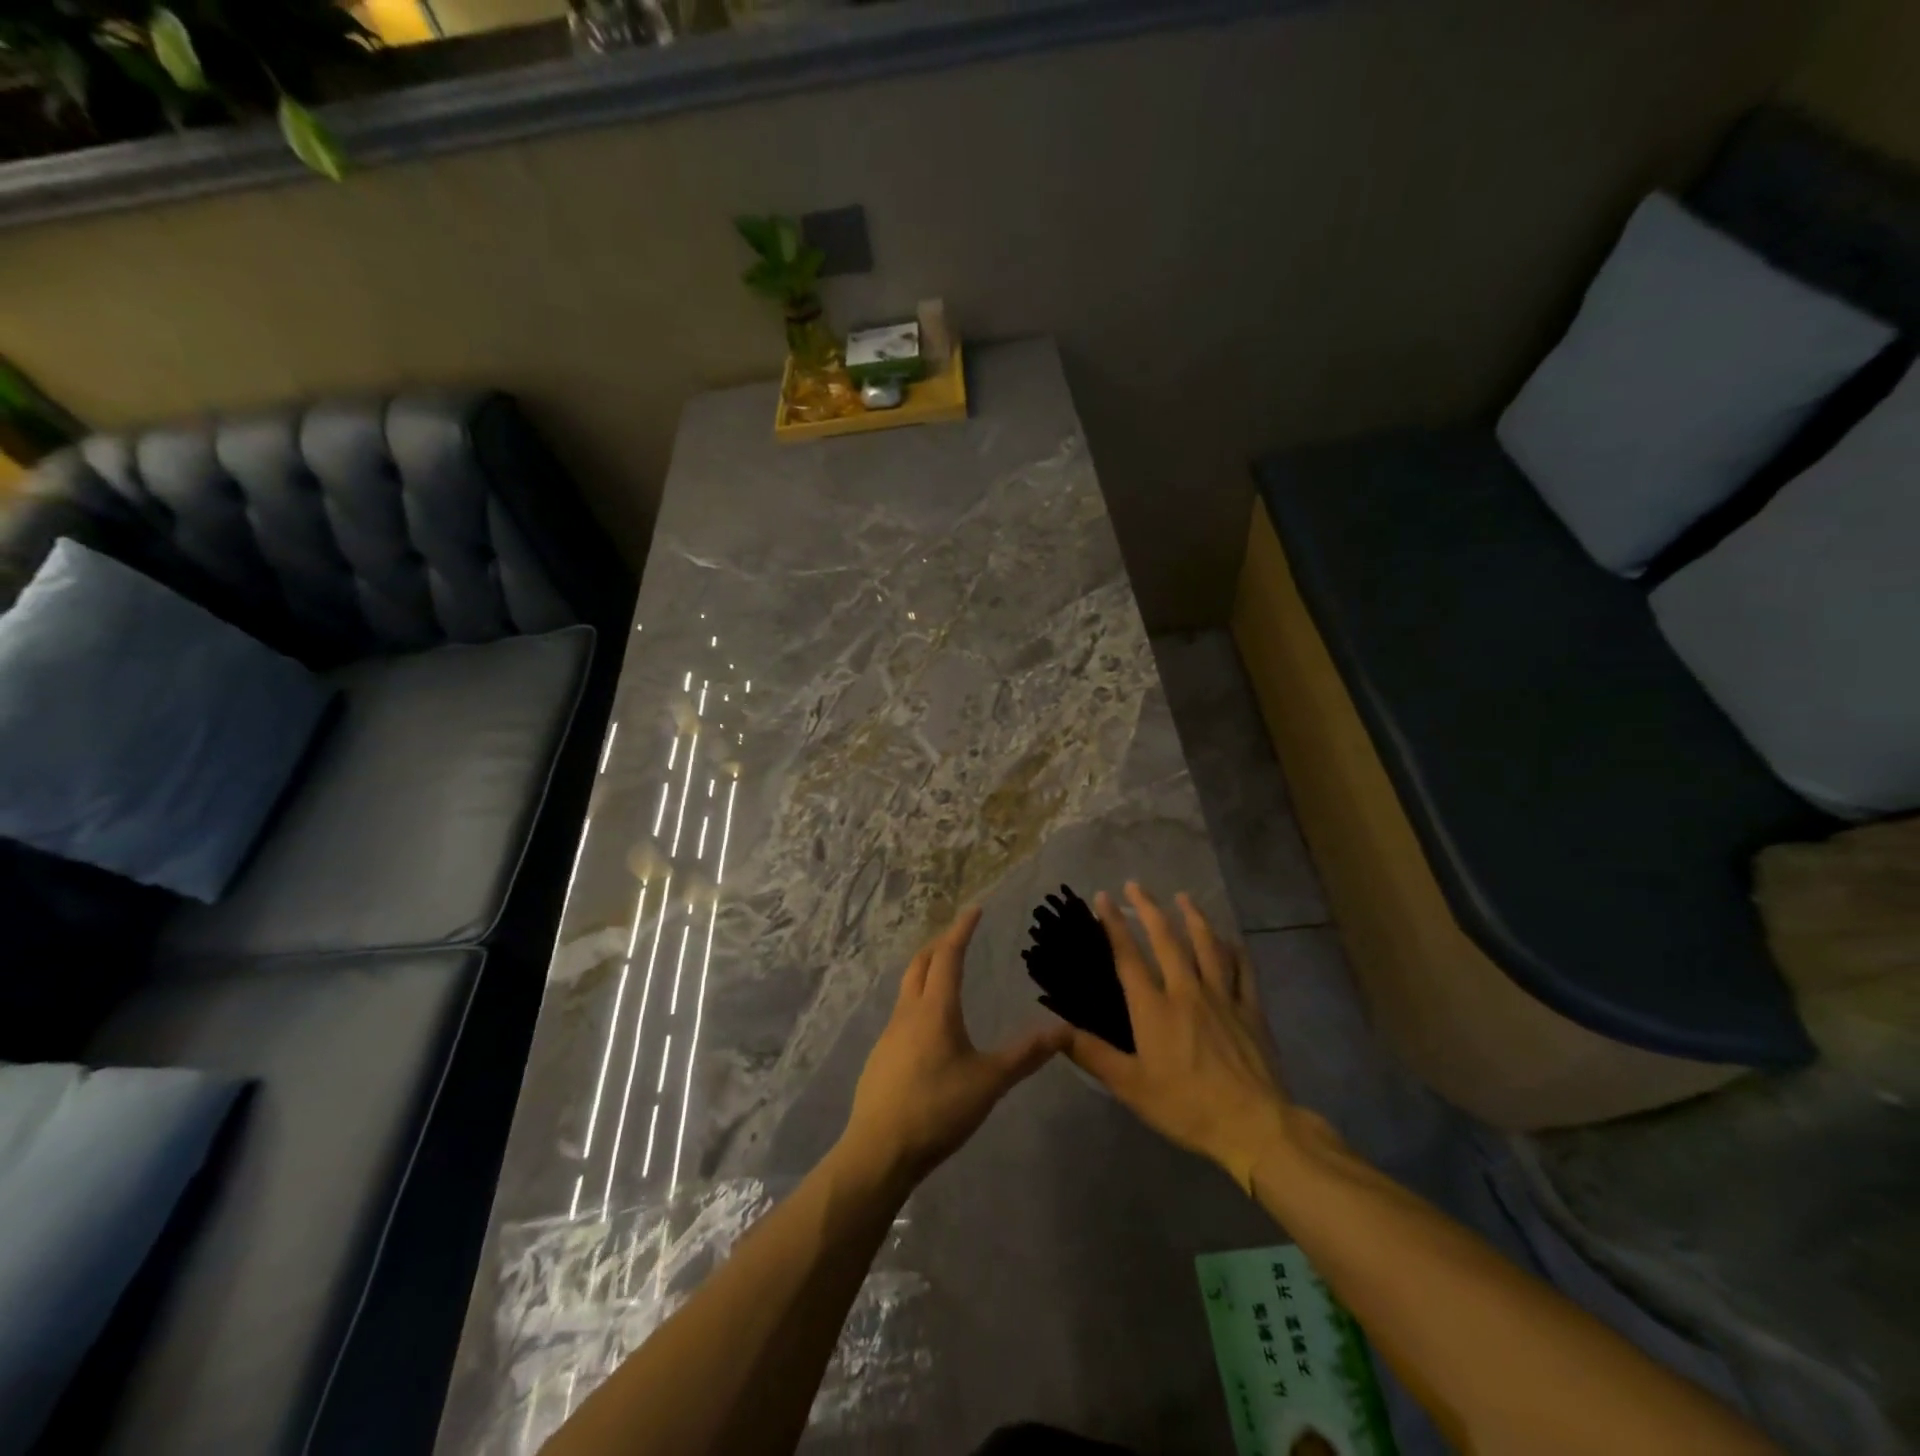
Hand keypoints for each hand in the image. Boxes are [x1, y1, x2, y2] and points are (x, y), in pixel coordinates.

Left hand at [841, 907, 1069, 1190]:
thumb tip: (1064, 1029)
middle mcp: (909, 1011)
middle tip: (960, 935)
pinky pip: (902, 1012)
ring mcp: (890, 1033)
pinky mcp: (881, 1055)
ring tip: (945, 972)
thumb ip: (1026, 1055)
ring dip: (926, 970)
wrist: (879, 1150)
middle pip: (921, 963)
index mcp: (936, 1008)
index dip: (962, 930)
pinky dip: (918, 998)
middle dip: (940, 944)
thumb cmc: (937, 1109)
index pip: (949, 955)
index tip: (975, 909)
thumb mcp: (989, 1082)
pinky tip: (929, 1024)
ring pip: (908, 986)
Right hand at [1064, 883, 1301, 1189]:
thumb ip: (1093, 1055)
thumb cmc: (1186, 1106)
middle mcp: (1187, 991)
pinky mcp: (1251, 1010)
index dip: (1113, 924)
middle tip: (1136, 885)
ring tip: (1184, 897)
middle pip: (1167, 940)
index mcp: (1154, 1008)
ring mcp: (1222, 997)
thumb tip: (1056, 1029)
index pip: (1128, 956)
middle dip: (1149, 909)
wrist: (1253, 1125)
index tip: (1103, 897)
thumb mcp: (1131, 1087)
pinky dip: (1236, 951)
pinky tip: (1232, 939)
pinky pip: (1243, 971)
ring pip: (1208, 946)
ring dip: (1194, 917)